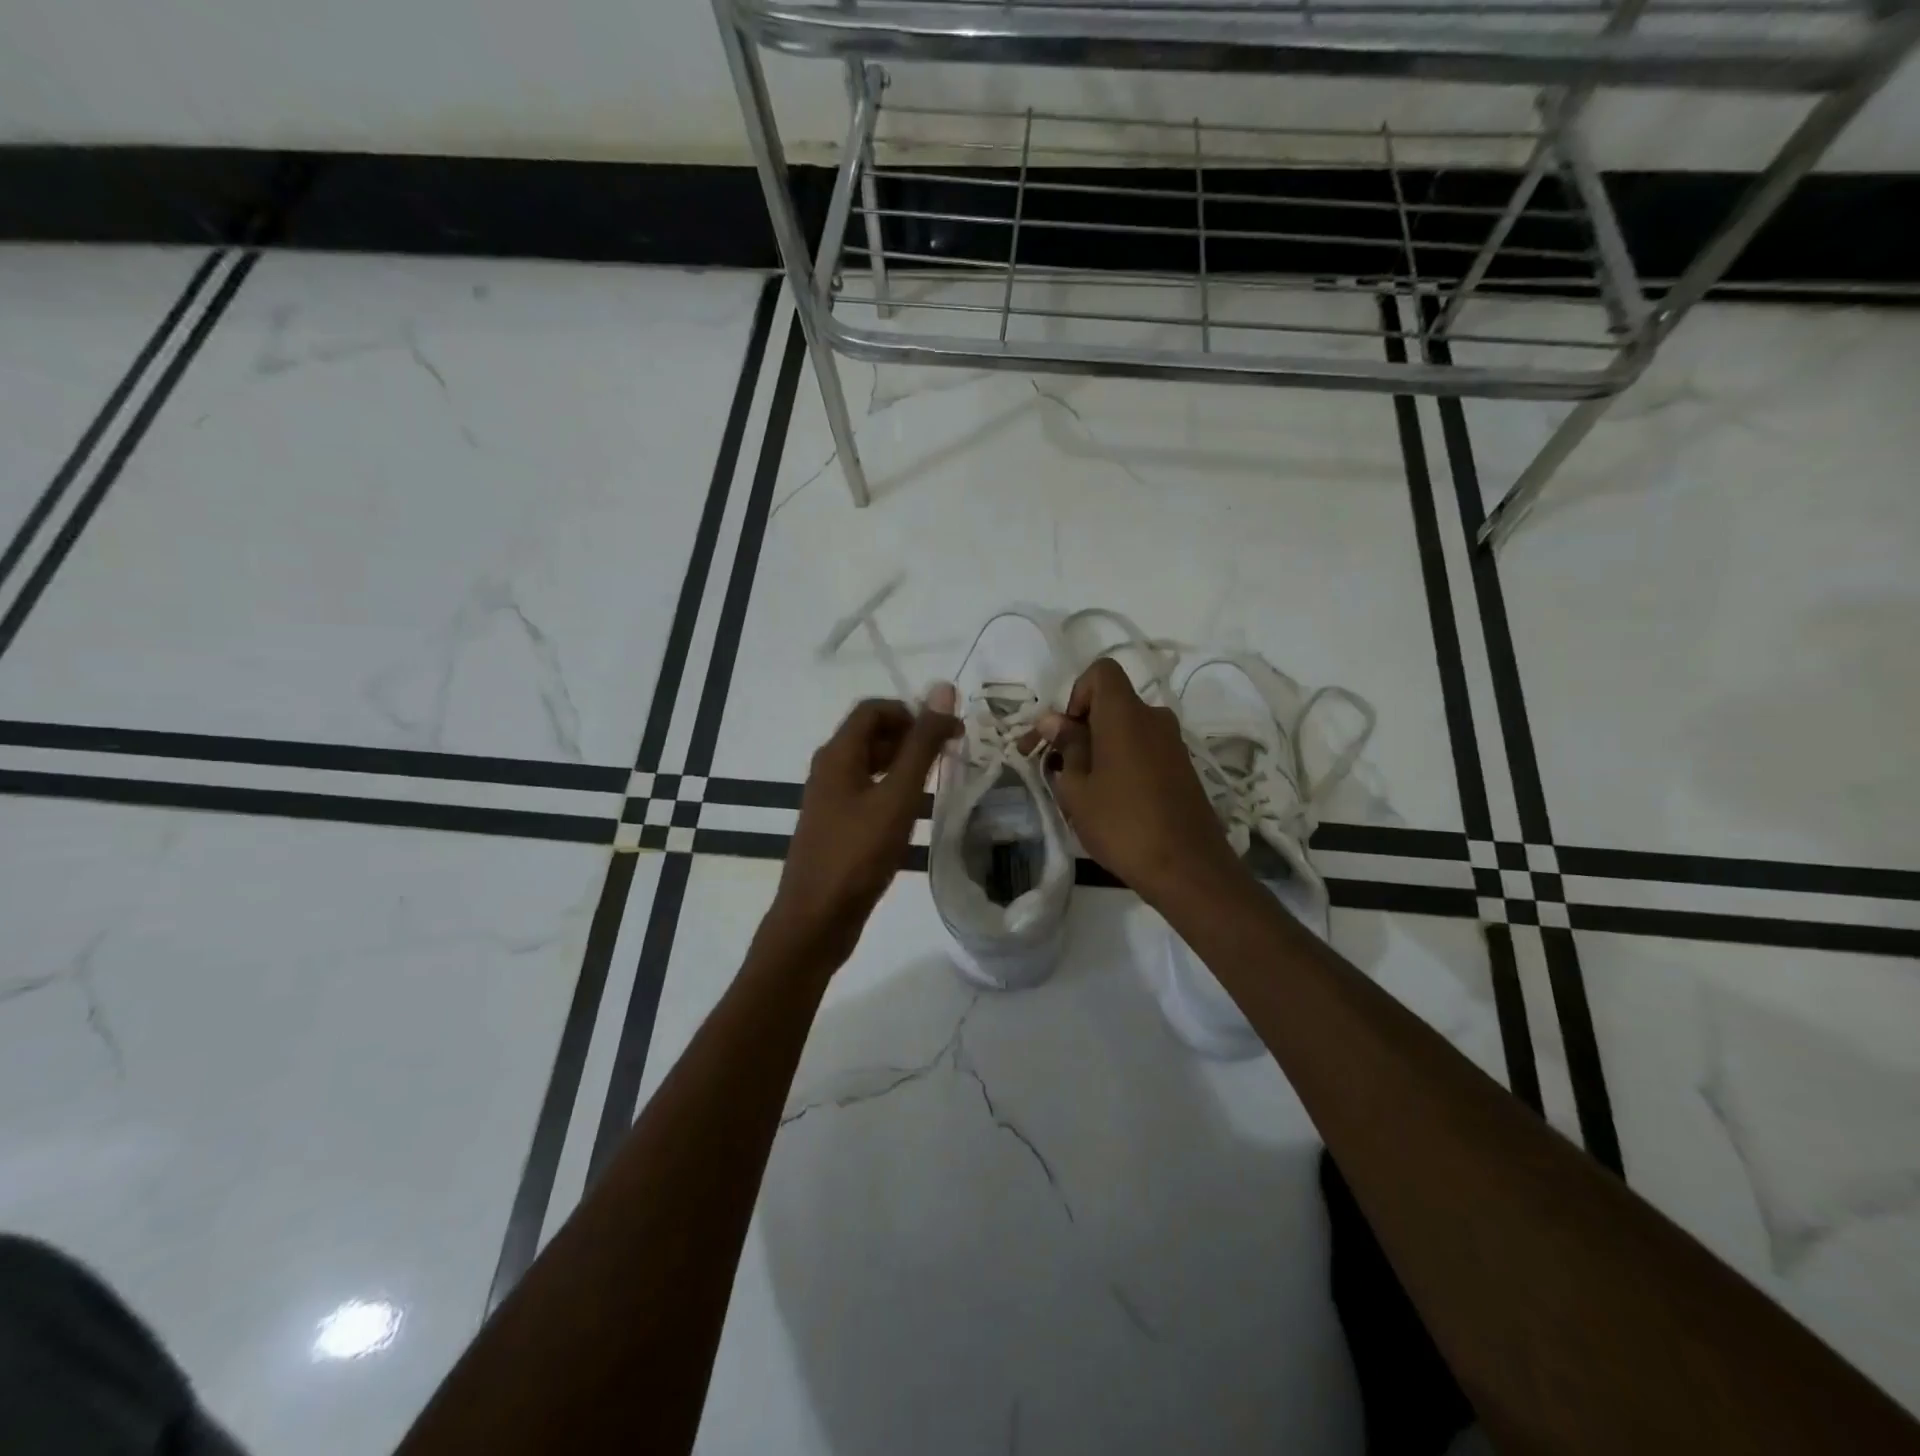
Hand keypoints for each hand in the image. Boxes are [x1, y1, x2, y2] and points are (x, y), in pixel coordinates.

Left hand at [764, 686, 960, 969]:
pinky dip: (895, 793)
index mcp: (838, 754)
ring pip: (872, 766)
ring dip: (906, 766)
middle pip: (873, 735)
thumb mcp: (897, 796)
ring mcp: (830, 800)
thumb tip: (942, 689)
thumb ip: (921, 745)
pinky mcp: (837, 826)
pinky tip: (918, 815)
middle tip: (951, 756)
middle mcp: (830, 769)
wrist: (815, 920)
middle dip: (913, 737)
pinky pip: (869, 794)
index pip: (874, 709)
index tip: (948, 732)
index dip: (912, 711)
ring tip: (942, 784)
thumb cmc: (857, 854)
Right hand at [1035, 660, 1239, 906]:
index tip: (1066, 733)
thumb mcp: (1078, 788)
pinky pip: (1143, 750)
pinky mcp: (1182, 768)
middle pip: (1111, 704)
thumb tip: (1053, 721)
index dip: (1076, 694)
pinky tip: (1111, 802)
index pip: (1101, 672)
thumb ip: (1066, 747)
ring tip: (1080, 792)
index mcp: (1126, 714)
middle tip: (1057, 767)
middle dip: (1081, 728)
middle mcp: (1154, 718)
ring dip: (1100, 749)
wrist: (1188, 868)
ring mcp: (1173, 743)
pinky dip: (1122, 763)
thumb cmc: (1122, 824)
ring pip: (1126, 730)